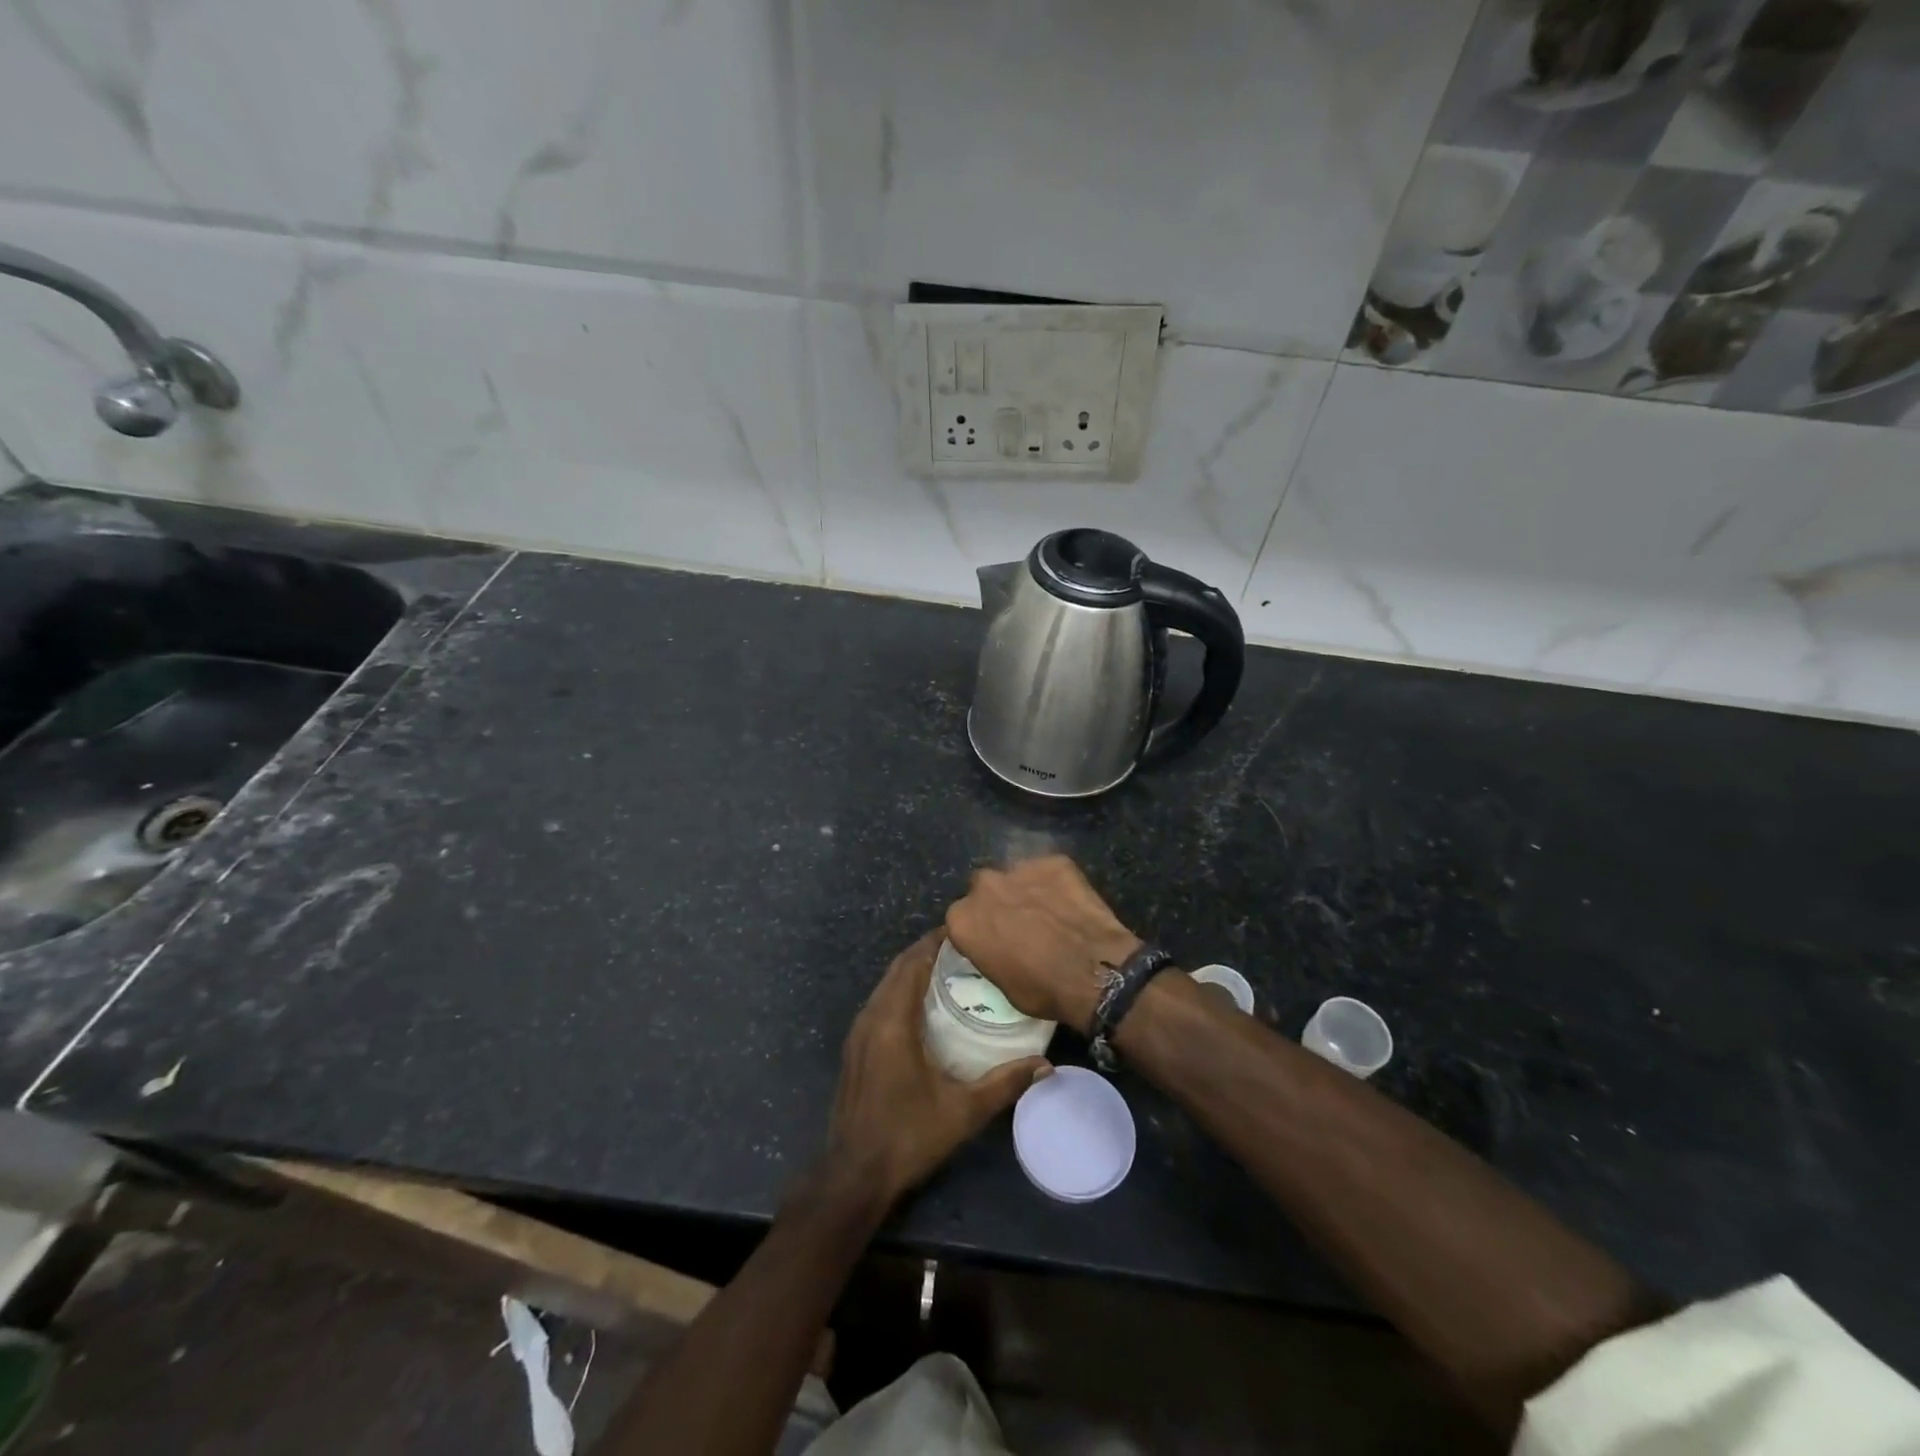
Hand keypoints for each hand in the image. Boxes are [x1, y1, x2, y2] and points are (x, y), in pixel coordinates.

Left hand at [824, 930, 1049, 1207]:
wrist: (854, 1175)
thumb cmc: (909, 1136)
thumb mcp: (963, 1111)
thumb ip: (1004, 1083)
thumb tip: (1046, 1066)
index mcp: (893, 1022)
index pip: (912, 963)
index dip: (934, 942)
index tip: (963, 930)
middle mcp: (870, 1017)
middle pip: (897, 968)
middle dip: (925, 951)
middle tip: (962, 947)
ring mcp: (858, 1033)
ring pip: (884, 985)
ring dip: (910, 970)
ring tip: (946, 969)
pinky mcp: (854, 1048)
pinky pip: (878, 1003)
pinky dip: (899, 990)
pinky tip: (921, 1005)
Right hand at [945, 856, 1142, 1035]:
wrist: (1094, 971)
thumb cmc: (1042, 989)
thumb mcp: (1001, 984)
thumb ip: (988, 954)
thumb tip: (995, 948)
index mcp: (962, 919)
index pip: (960, 919)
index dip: (977, 929)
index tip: (990, 940)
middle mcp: (983, 886)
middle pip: (983, 889)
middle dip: (996, 902)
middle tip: (1018, 923)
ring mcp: (1019, 868)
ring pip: (1015, 875)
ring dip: (1024, 889)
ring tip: (1046, 911)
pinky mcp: (1053, 861)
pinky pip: (1048, 870)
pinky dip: (1055, 883)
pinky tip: (1069, 903)